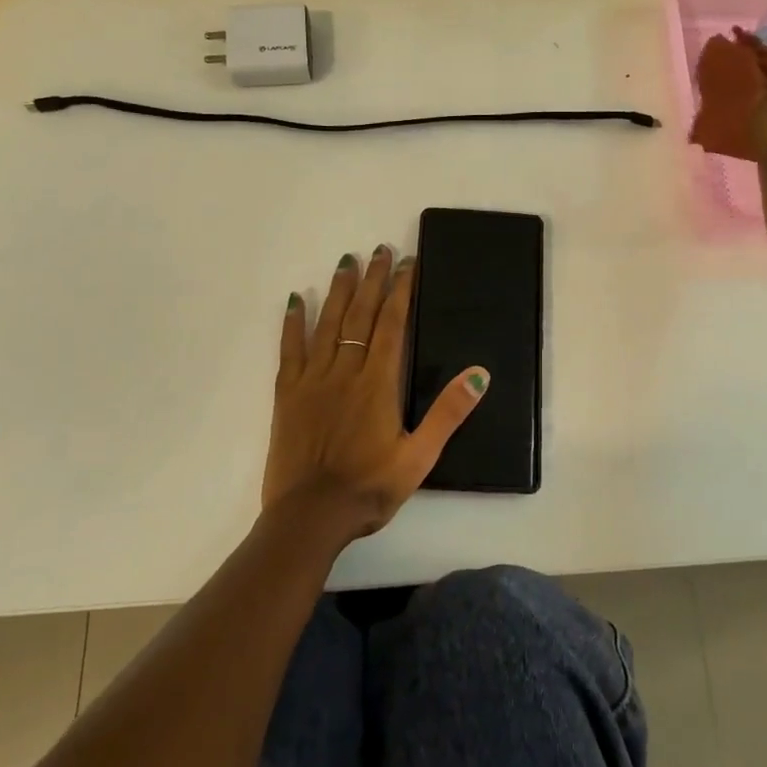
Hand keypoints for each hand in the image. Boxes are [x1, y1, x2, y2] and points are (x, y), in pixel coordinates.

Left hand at [263, 246, 488, 540]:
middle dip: (373, 280)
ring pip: (328, 324)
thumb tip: (479, 374)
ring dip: (339, 290)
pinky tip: (297, 300)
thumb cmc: (369, 487)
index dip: (401, 291)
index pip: (392, 324)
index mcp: (378, 383)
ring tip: (347, 261)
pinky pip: (290, 349)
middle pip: (361, 315)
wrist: (311, 516)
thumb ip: (448, 413)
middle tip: (380, 250)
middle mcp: (346, 371)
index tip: (407, 263)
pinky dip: (294, 323)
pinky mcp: (287, 394)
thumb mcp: (420, 457)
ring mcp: (313, 380)